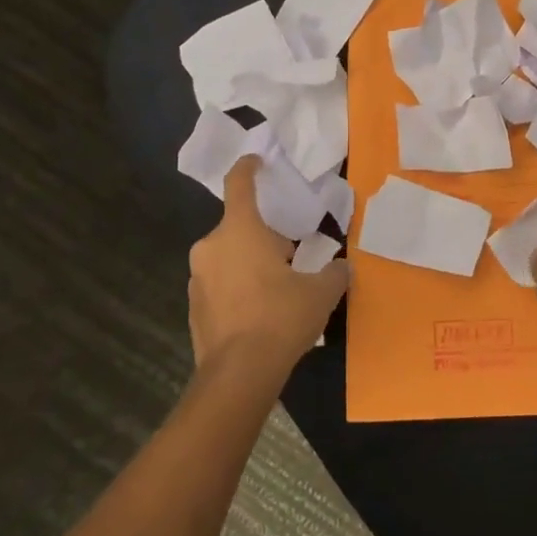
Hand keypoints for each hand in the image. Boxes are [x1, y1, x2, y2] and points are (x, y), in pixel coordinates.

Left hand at [187, 155, 348, 383]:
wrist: (239, 374)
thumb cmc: (280, 318)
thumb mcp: (320, 293)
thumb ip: (334, 272)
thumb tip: (343, 267)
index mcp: (240, 230)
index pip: (239, 184)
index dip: (249, 167)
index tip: (257, 161)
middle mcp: (211, 246)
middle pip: (238, 226)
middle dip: (262, 235)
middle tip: (289, 254)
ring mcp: (197, 277)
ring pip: (227, 257)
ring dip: (249, 262)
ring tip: (276, 289)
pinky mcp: (192, 307)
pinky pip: (218, 285)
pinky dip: (236, 289)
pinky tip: (258, 314)